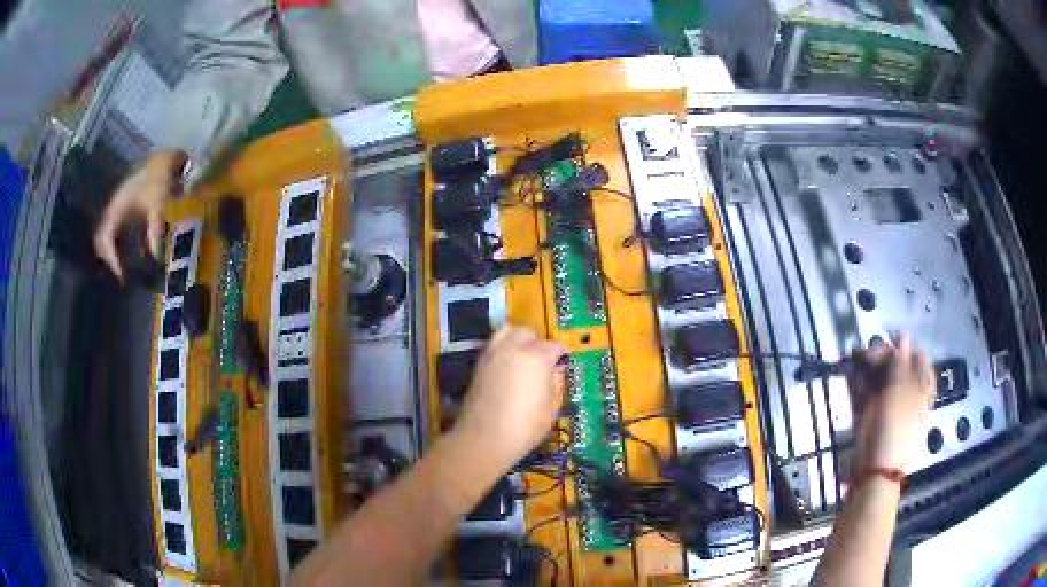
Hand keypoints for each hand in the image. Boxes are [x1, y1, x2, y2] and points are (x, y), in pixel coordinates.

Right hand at [93, 150, 186, 280]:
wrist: (167, 157)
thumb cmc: (161, 180)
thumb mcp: (158, 205)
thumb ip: (155, 230)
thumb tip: (156, 257)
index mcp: (117, 207)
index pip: (106, 238)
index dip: (112, 258)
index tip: (122, 275)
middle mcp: (115, 206)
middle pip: (104, 238)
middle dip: (111, 257)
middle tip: (122, 276)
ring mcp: (121, 205)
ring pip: (112, 234)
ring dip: (118, 251)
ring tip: (128, 270)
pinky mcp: (129, 205)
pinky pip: (123, 228)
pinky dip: (128, 242)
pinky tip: (142, 254)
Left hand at [452, 325, 566, 475]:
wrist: (484, 437)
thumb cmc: (525, 426)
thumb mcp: (551, 408)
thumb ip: (555, 383)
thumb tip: (555, 371)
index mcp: (538, 357)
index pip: (555, 346)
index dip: (561, 355)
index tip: (563, 363)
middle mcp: (514, 348)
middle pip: (528, 333)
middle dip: (537, 343)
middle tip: (542, 360)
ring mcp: (493, 353)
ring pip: (507, 333)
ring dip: (517, 340)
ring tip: (522, 358)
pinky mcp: (478, 363)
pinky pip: (493, 345)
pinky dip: (502, 349)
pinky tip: (507, 367)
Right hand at [848, 336, 935, 471]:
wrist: (875, 471)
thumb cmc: (894, 430)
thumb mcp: (899, 394)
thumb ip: (900, 364)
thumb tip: (904, 337)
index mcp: (921, 389)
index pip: (918, 359)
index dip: (905, 349)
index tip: (890, 343)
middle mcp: (907, 394)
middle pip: (898, 367)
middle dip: (883, 357)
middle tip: (868, 354)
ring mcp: (889, 405)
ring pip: (881, 378)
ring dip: (869, 368)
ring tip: (857, 360)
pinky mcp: (872, 415)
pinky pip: (867, 393)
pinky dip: (860, 383)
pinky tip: (852, 374)